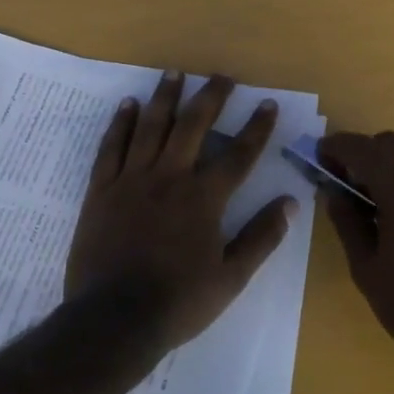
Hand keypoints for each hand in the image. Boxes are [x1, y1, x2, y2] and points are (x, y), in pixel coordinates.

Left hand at [65, 71, 296, 352]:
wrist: (114, 319)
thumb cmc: (179, 301)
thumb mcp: (231, 277)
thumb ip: (261, 237)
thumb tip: (290, 203)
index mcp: (204, 198)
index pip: (238, 154)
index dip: (256, 128)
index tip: (266, 104)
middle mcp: (170, 177)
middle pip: (193, 126)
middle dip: (211, 98)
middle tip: (221, 76)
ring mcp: (132, 180)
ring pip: (151, 127)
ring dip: (165, 97)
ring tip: (174, 73)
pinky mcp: (102, 190)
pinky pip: (112, 147)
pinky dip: (121, 124)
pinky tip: (129, 105)